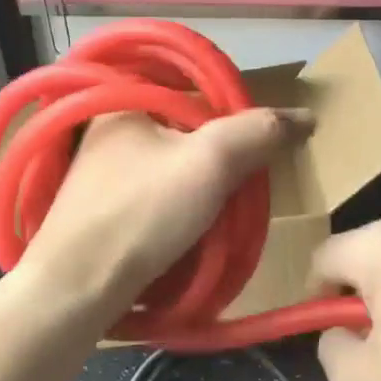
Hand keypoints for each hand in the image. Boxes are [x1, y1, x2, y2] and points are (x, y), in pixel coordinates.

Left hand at [8, 108, 309, 329]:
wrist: (75, 291)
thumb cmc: (141, 213)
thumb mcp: (211, 162)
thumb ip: (259, 132)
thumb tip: (305, 117)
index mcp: (125, 99)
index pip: (197, 89)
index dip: (235, 114)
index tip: (258, 147)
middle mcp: (108, 126)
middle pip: (187, 129)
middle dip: (221, 156)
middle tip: (244, 185)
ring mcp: (100, 168)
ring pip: (175, 164)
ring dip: (204, 185)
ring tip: (224, 211)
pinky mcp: (101, 205)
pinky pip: (157, 191)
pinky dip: (181, 203)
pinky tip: (193, 227)